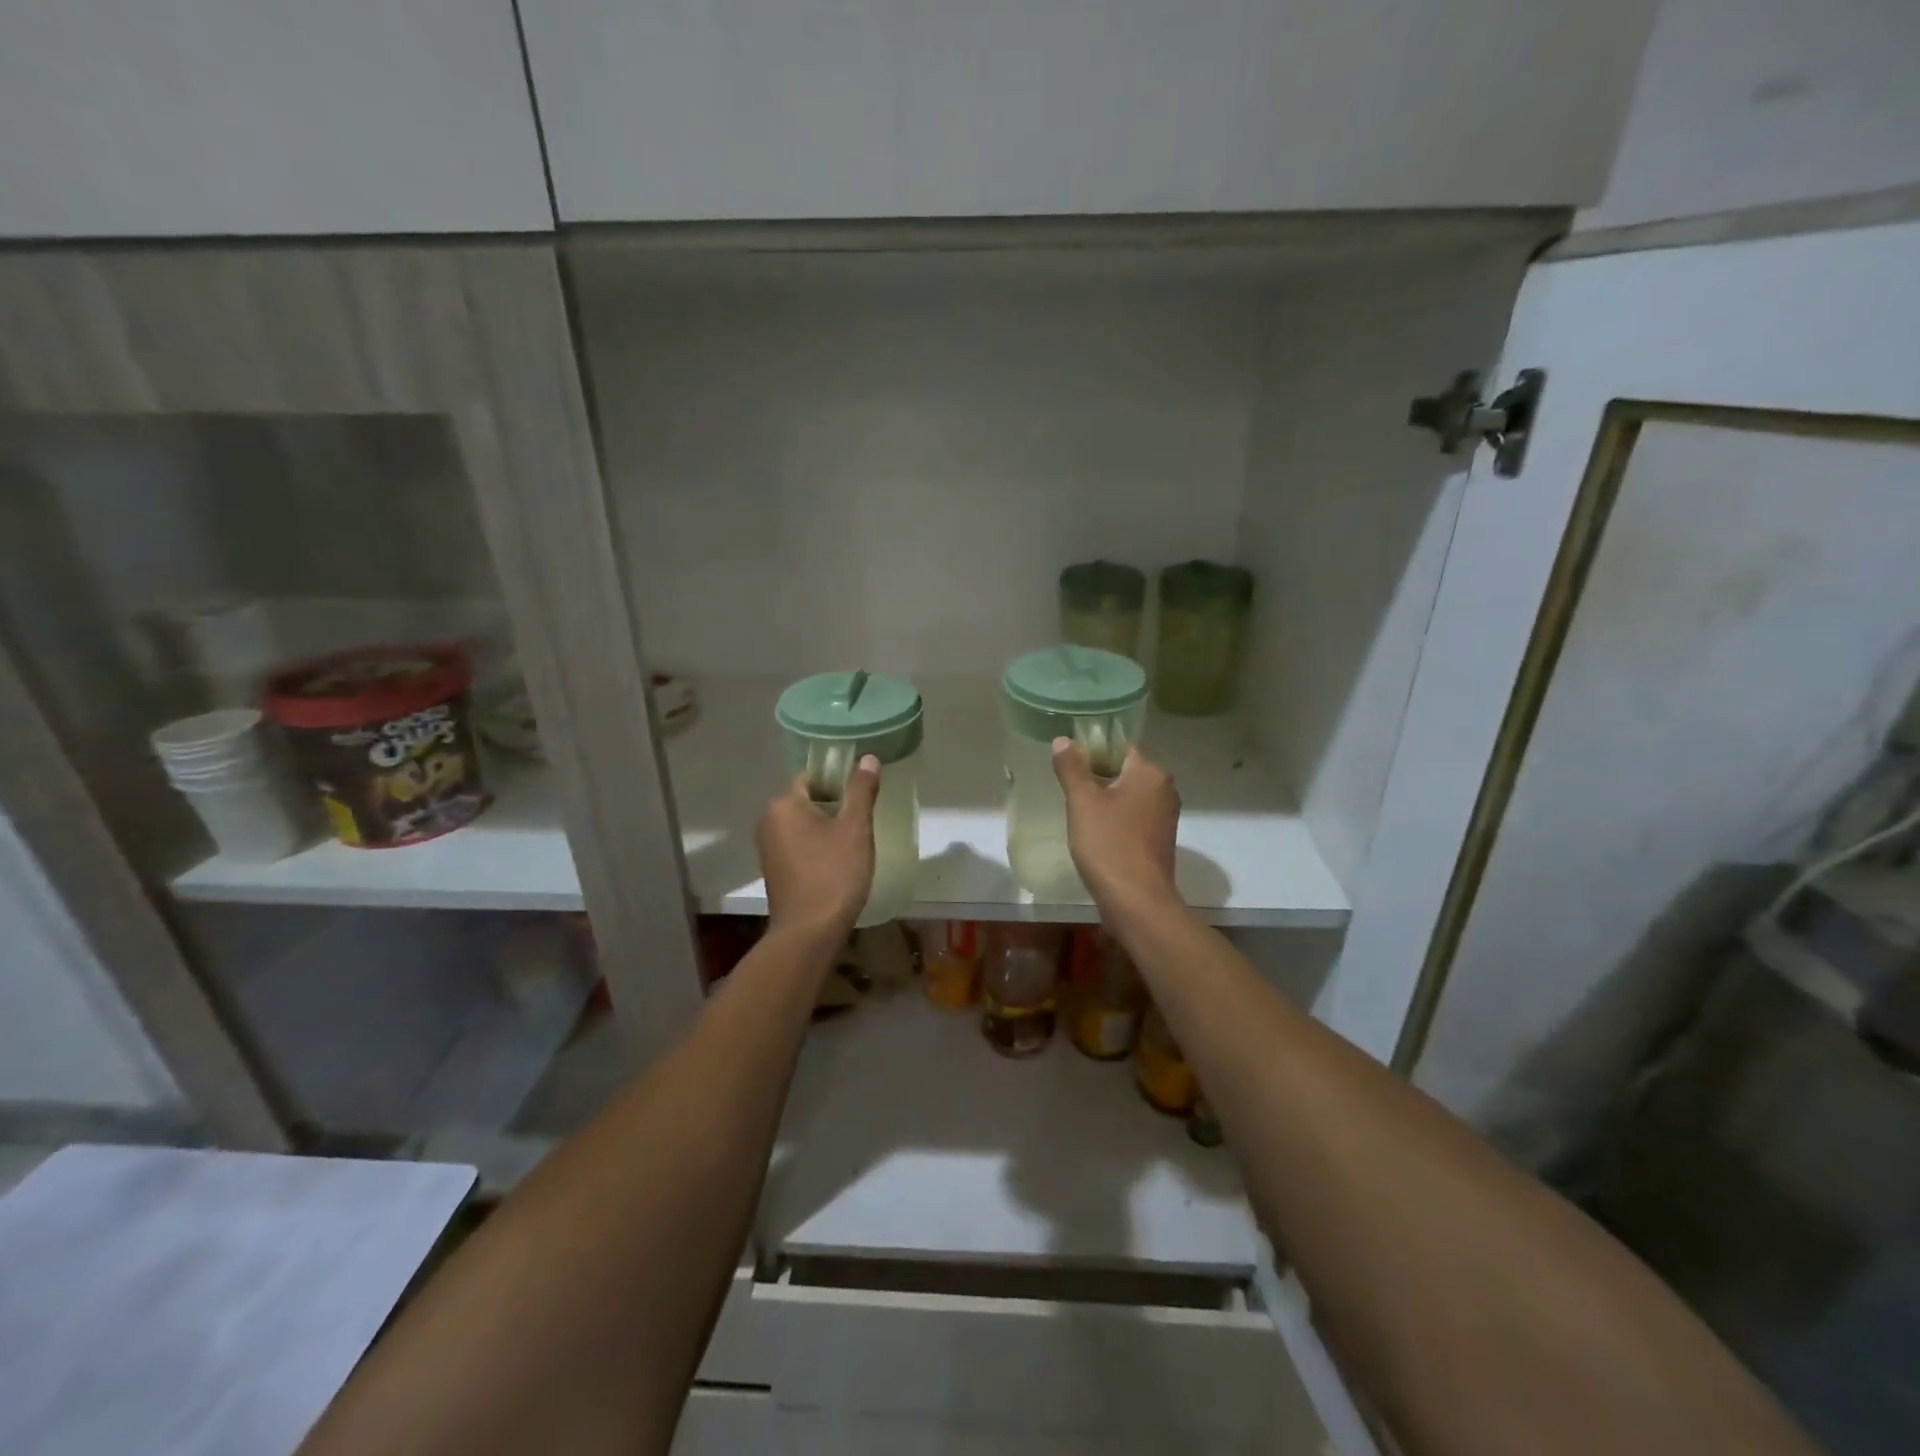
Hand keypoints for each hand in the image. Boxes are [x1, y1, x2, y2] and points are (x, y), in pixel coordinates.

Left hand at [756, 754, 879, 943]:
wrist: (809, 933)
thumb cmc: (833, 874)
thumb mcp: (855, 828)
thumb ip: (861, 790)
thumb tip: (868, 758)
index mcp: (784, 804)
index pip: (813, 777)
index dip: (839, 781)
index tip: (862, 795)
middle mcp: (769, 821)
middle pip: (808, 800)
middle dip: (835, 806)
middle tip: (863, 820)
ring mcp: (768, 848)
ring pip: (804, 825)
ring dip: (827, 828)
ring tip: (855, 842)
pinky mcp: (775, 870)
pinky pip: (799, 845)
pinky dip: (817, 847)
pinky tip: (838, 862)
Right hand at [1052, 740, 1180, 913]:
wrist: (1137, 901)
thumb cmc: (1109, 844)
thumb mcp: (1082, 802)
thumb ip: (1072, 768)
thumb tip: (1063, 740)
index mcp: (1150, 772)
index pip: (1120, 746)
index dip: (1093, 750)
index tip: (1070, 764)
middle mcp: (1165, 789)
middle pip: (1126, 770)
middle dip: (1098, 776)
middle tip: (1070, 789)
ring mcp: (1166, 816)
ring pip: (1130, 795)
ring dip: (1107, 799)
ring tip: (1079, 811)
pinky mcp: (1160, 839)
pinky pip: (1135, 817)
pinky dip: (1117, 819)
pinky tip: (1097, 833)